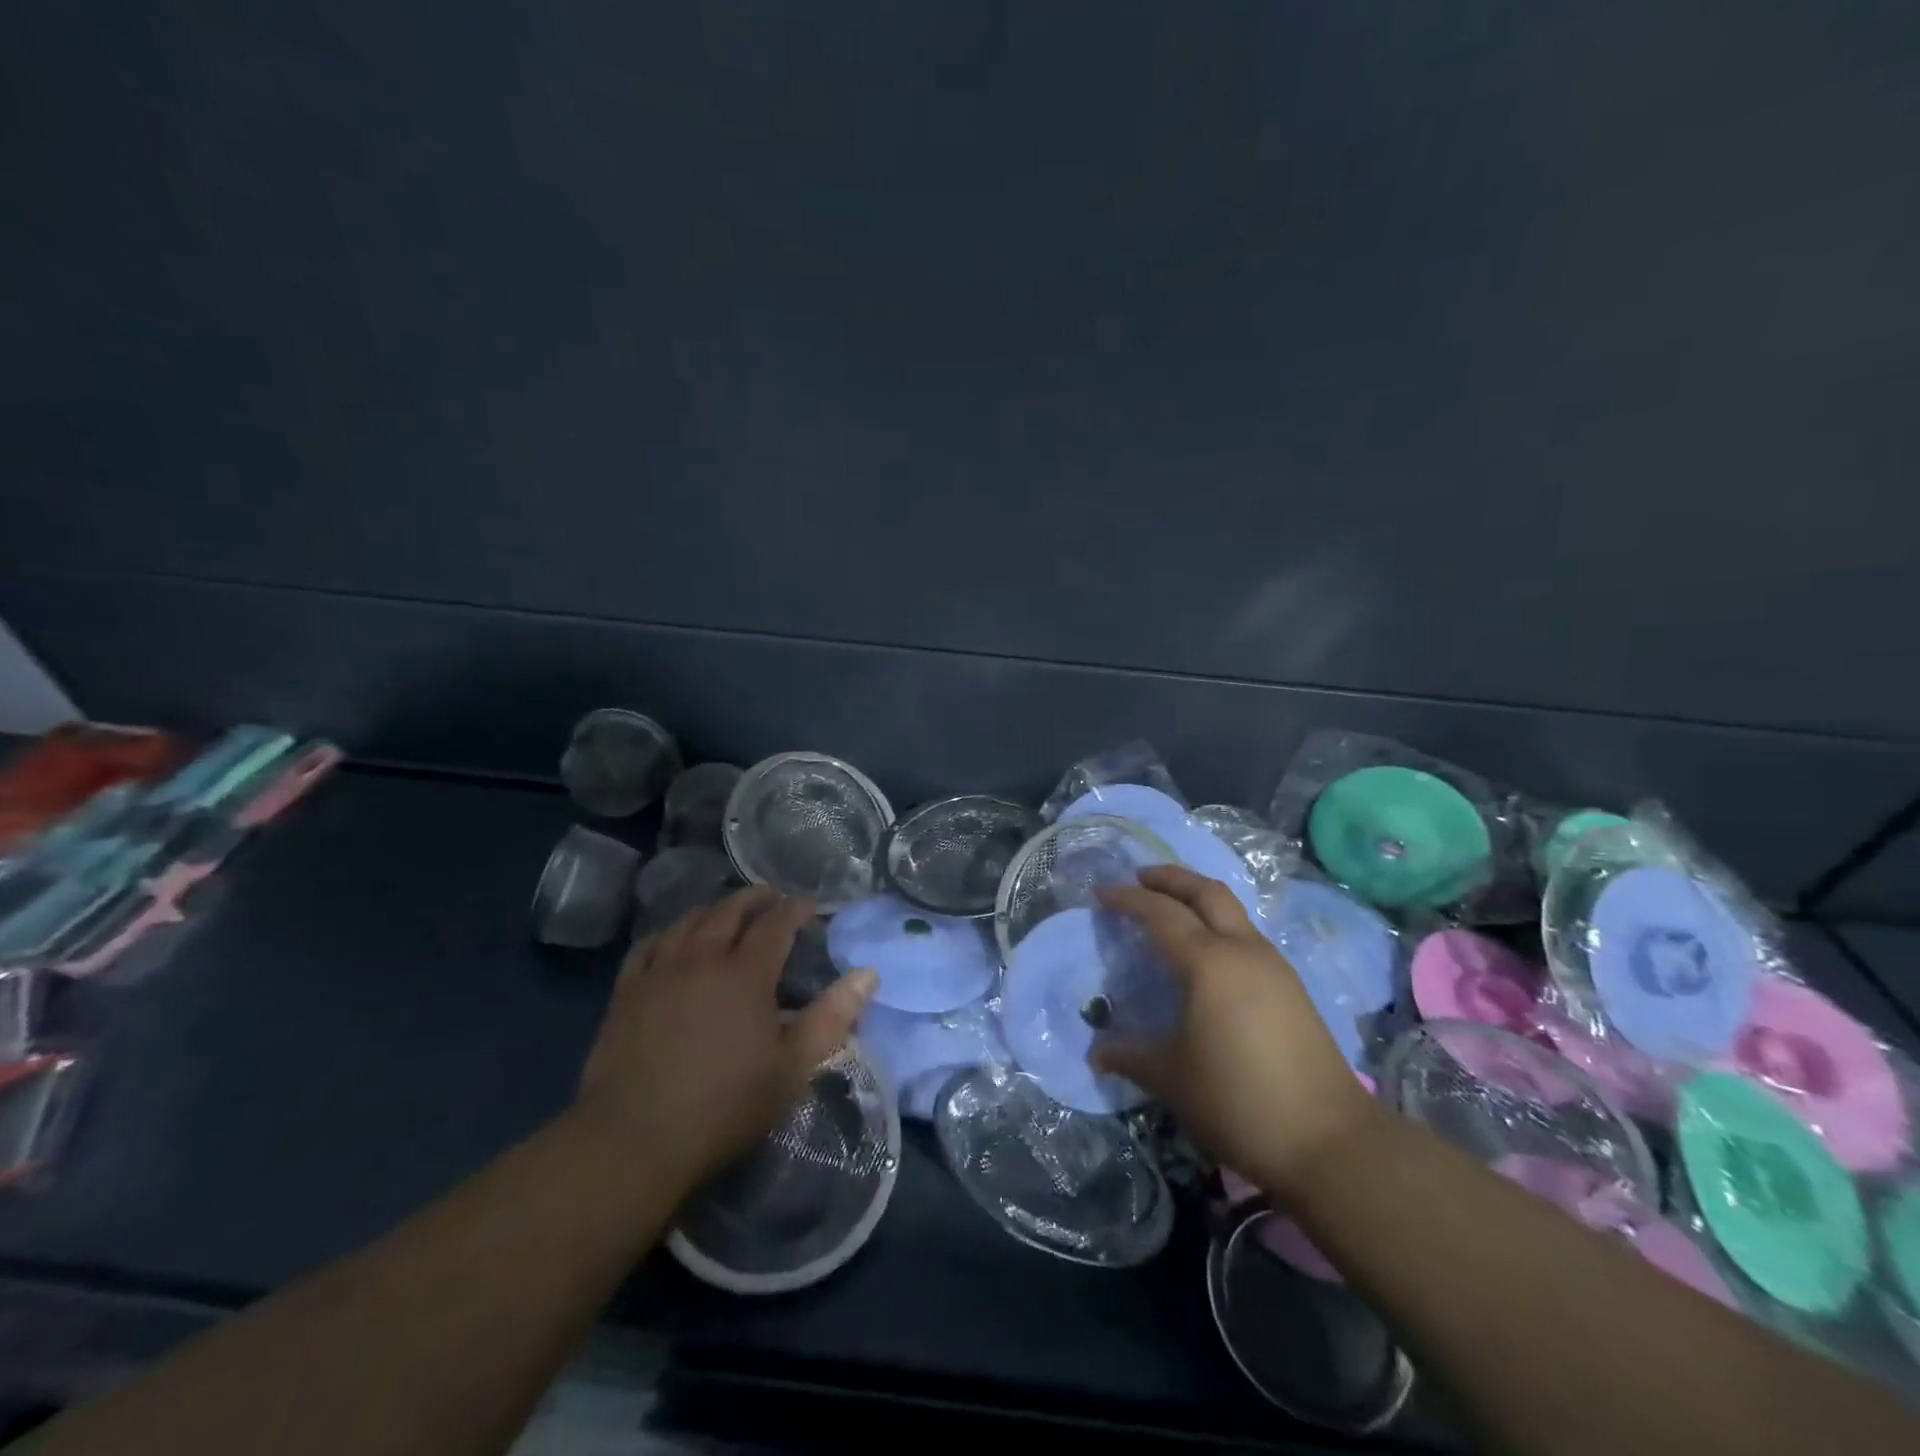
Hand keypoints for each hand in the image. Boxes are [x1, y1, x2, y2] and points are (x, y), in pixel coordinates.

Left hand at [575, 887, 876, 1190]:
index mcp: (746, 974)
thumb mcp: (792, 1068)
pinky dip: (669, 934)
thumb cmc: (724, 1106)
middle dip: (755, 898)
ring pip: (688, 922)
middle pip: (730, 911)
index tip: (809, 907)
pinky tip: (673, 941)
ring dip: (714, 910)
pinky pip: (649, 946)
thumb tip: (868, 974)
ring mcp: (659, 972)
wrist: (633, 1142)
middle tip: (772, 898)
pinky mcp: (626, 992)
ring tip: (727, 912)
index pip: (776, 923)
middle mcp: (702, 959)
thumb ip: (832, 1017)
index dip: (795, 909)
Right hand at [1093, 866, 1375, 1199]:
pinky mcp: (1292, 987)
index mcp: (1209, 963)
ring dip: (1198, 899)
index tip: (1100, 892)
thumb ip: (1130, 1057)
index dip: (1128, 899)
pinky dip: (1219, 926)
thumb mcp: (1172, 1079)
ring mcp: (1274, 966)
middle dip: (1171, 878)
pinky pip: (1247, 936)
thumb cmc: (1239, 1101)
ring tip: (1171, 911)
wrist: (1331, 1142)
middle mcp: (1243, 951)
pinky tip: (1208, 955)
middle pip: (1206, 892)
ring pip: (1233, 911)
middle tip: (1140, 877)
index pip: (1160, 914)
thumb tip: (1097, 1053)